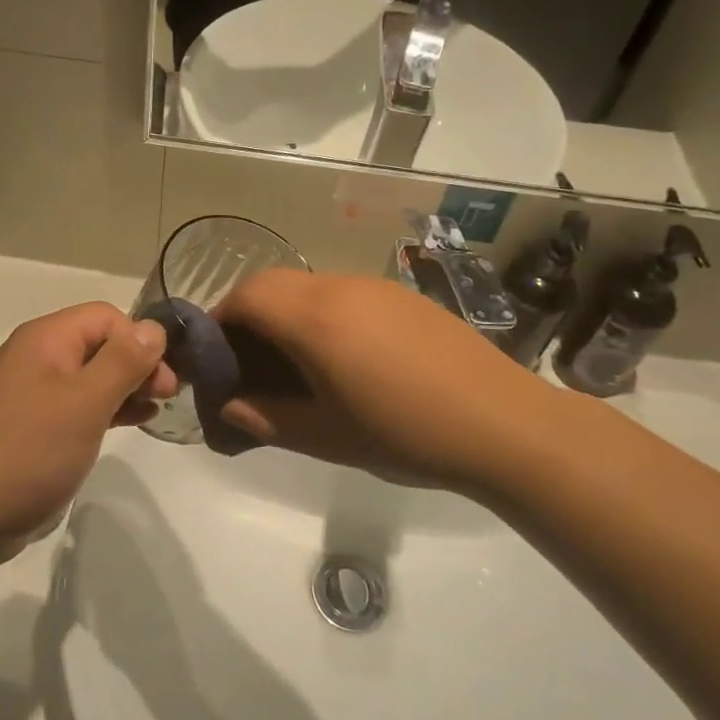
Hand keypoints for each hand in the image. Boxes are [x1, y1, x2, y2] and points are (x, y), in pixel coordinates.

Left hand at [0, 304, 176, 551]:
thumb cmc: (28, 452)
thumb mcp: (85, 403)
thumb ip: (123, 361)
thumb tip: (154, 328)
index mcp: (46, 339)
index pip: (107, 317)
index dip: (140, 340)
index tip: (164, 380)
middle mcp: (38, 357)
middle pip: (100, 343)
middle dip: (137, 363)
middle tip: (167, 396)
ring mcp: (33, 393)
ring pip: (91, 375)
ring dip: (126, 387)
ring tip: (155, 409)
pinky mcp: (33, 426)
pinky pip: (78, 404)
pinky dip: (107, 408)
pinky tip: (132, 422)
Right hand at [213, 271, 570, 493]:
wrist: (505, 425)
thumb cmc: (406, 434)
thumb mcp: (326, 436)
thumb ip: (267, 419)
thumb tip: (229, 407)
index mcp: (315, 319)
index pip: (245, 296)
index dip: (218, 320)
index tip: (213, 357)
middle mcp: (340, 288)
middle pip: (273, 283)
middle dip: (247, 314)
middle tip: (246, 361)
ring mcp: (376, 287)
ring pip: (309, 285)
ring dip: (286, 313)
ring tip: (293, 363)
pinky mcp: (404, 297)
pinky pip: (343, 293)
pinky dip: (321, 313)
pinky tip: (343, 358)